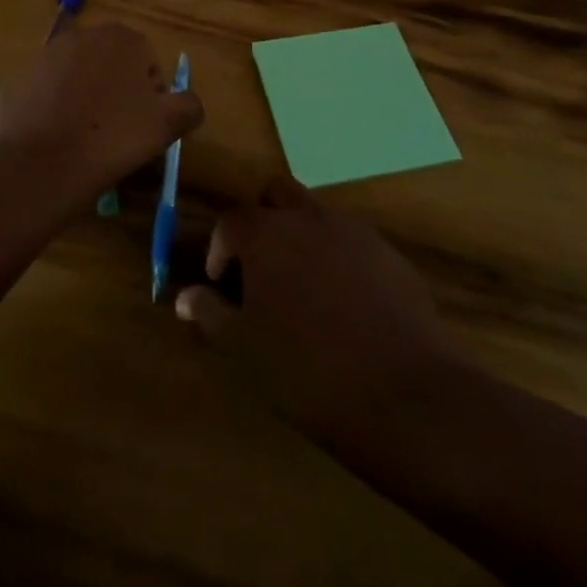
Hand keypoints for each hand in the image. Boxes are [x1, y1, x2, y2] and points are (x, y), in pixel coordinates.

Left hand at [0, 23, 203, 204]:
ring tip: (86, 139)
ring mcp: (46, 55)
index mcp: (123, 38)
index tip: (144, 128)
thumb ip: (188, 106)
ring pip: (80, 78)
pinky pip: (49, 94)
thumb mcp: (167, 126)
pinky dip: (55, 111)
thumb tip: (188, 103)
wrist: (39, 163)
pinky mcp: (20, 79)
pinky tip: (57, 140)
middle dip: (118, 93)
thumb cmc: (112, 138)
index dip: (152, 98)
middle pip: (113, 66)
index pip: (149, 64)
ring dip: (86, 100)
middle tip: (118, 134)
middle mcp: (83, 35)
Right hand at [176, 174, 453, 454]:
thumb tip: (184, 296)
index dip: (219, 248)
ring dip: (301, 235)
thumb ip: (211, 313)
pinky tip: (345, 305)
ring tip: (302, 288)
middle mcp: (307, 217)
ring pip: (316, 213)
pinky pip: (352, 240)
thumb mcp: (244, 348)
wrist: (403, 392)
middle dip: (262, 220)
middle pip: (276, 193)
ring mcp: (352, 231)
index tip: (222, 283)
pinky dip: (338, 257)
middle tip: (260, 267)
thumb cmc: (306, 370)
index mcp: (266, 233)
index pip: (230, 220)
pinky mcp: (388, 252)